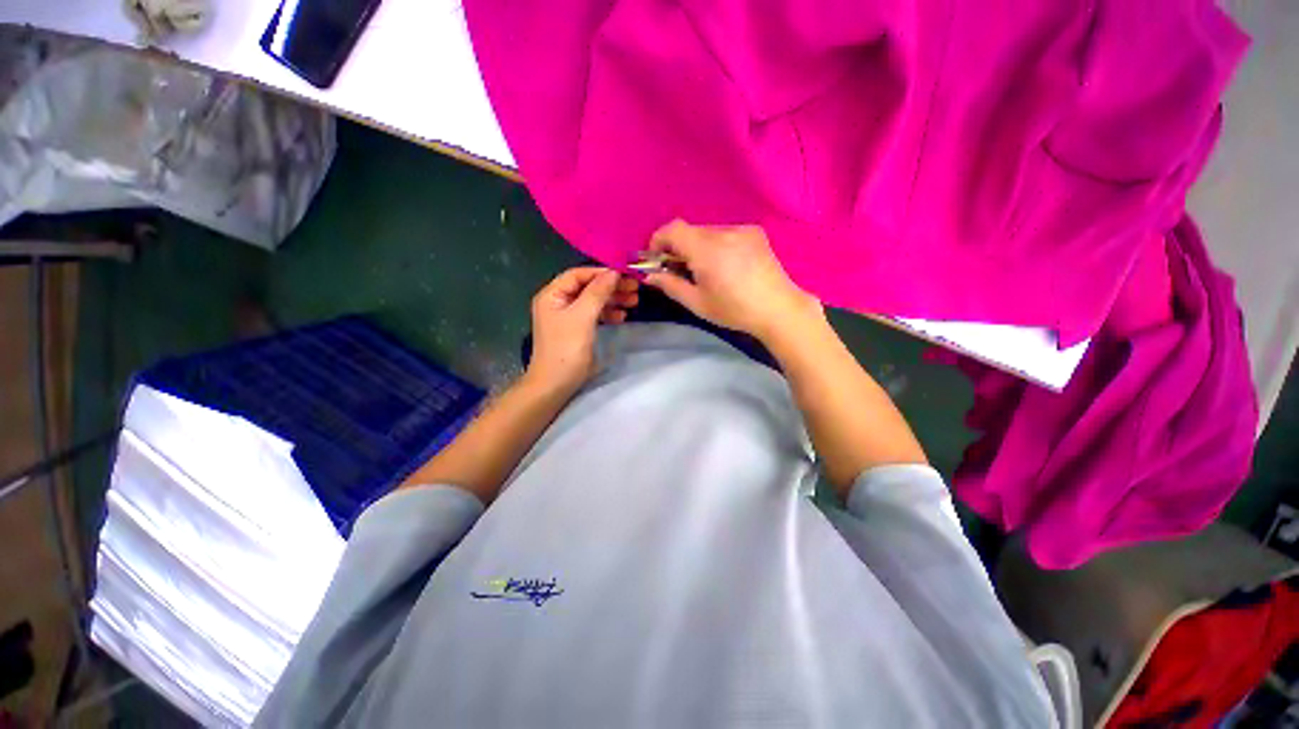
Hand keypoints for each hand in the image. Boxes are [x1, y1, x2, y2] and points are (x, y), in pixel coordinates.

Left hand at [526, 267, 638, 392]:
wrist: (555, 385)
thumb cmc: (566, 348)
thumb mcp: (583, 317)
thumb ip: (597, 292)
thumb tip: (614, 272)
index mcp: (553, 295)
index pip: (578, 274)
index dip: (601, 272)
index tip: (625, 274)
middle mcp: (558, 302)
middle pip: (587, 287)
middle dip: (611, 287)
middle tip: (634, 289)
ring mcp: (567, 317)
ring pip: (593, 301)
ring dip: (612, 300)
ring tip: (633, 302)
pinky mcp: (576, 330)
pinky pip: (594, 315)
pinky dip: (608, 314)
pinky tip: (622, 317)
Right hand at [643, 220, 821, 342]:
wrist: (778, 309)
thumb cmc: (734, 310)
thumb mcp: (697, 302)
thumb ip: (670, 285)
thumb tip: (650, 275)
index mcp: (706, 250)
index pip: (673, 229)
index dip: (658, 240)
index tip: (657, 259)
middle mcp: (723, 232)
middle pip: (690, 231)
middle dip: (678, 247)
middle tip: (679, 270)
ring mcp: (741, 229)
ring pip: (707, 232)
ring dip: (698, 246)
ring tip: (706, 271)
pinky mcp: (754, 232)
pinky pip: (725, 233)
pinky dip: (716, 245)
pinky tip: (726, 265)